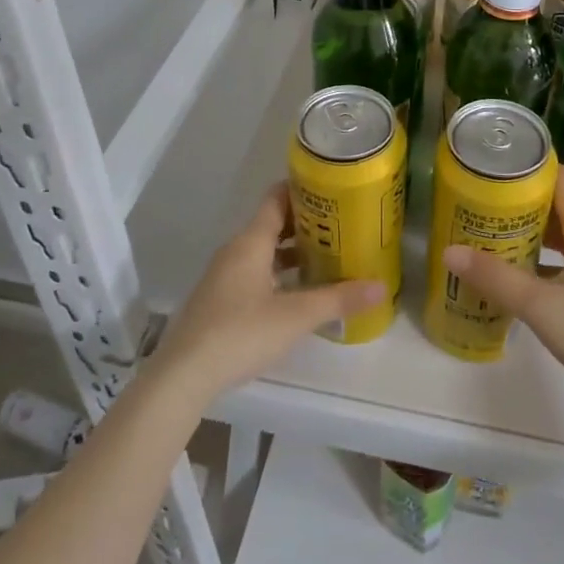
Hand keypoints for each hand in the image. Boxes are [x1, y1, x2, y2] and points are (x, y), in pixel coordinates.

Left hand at [151, 183, 384, 407]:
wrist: (183, 375)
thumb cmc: (241, 333)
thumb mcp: (296, 316)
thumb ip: (338, 299)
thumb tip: (381, 286)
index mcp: (251, 242)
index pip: (276, 198)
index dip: (302, 189)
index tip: (331, 188)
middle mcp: (236, 250)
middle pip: (272, 224)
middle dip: (305, 223)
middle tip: (340, 224)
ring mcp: (224, 275)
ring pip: (263, 251)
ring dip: (292, 251)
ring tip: (327, 256)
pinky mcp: (219, 300)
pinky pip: (254, 272)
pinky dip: (277, 272)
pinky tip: (297, 291)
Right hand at [442, 167, 563, 408]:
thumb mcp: (539, 305)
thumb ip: (495, 278)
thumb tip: (449, 251)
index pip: (560, 179)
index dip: (529, 171)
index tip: (495, 173)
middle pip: (559, 205)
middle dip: (522, 204)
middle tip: (484, 208)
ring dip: (533, 233)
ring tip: (495, 238)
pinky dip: (545, 260)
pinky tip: (521, 278)